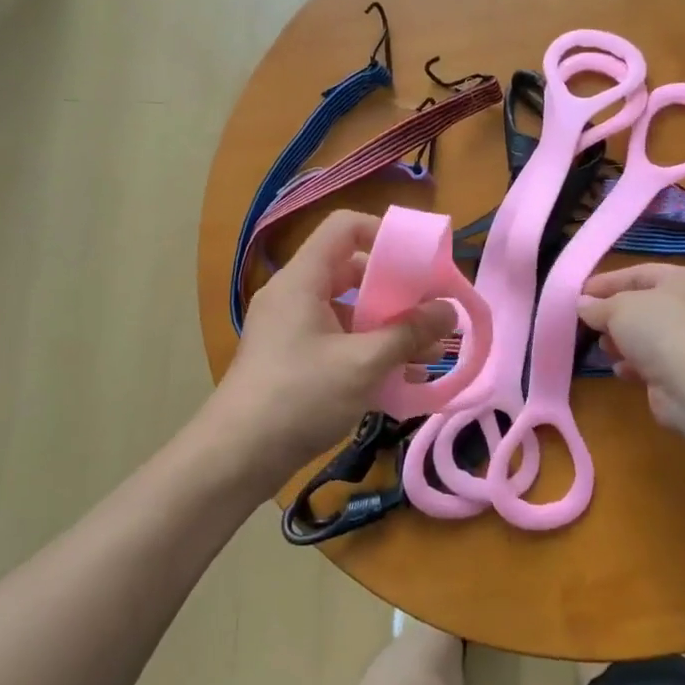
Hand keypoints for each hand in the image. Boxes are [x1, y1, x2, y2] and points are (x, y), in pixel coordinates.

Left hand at [214, 211, 455, 493]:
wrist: (235, 457)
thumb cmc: (300, 397)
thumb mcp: (363, 363)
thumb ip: (409, 333)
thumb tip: (449, 310)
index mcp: (303, 279)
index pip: (345, 227)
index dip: (384, 233)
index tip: (420, 260)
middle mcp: (294, 295)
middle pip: (351, 271)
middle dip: (396, 290)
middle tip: (431, 311)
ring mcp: (290, 329)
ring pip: (348, 312)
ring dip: (388, 328)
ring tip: (429, 354)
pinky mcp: (291, 360)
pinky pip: (337, 341)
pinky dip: (368, 352)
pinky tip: (401, 381)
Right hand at [577, 264, 684, 435]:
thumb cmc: (658, 330)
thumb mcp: (619, 308)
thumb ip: (597, 305)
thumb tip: (582, 305)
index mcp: (683, 280)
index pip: (638, 273)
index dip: (607, 282)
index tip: (579, 293)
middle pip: (642, 305)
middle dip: (612, 314)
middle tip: (587, 321)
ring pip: (646, 335)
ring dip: (621, 340)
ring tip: (603, 346)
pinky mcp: (682, 371)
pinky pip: (651, 361)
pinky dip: (633, 364)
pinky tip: (619, 369)